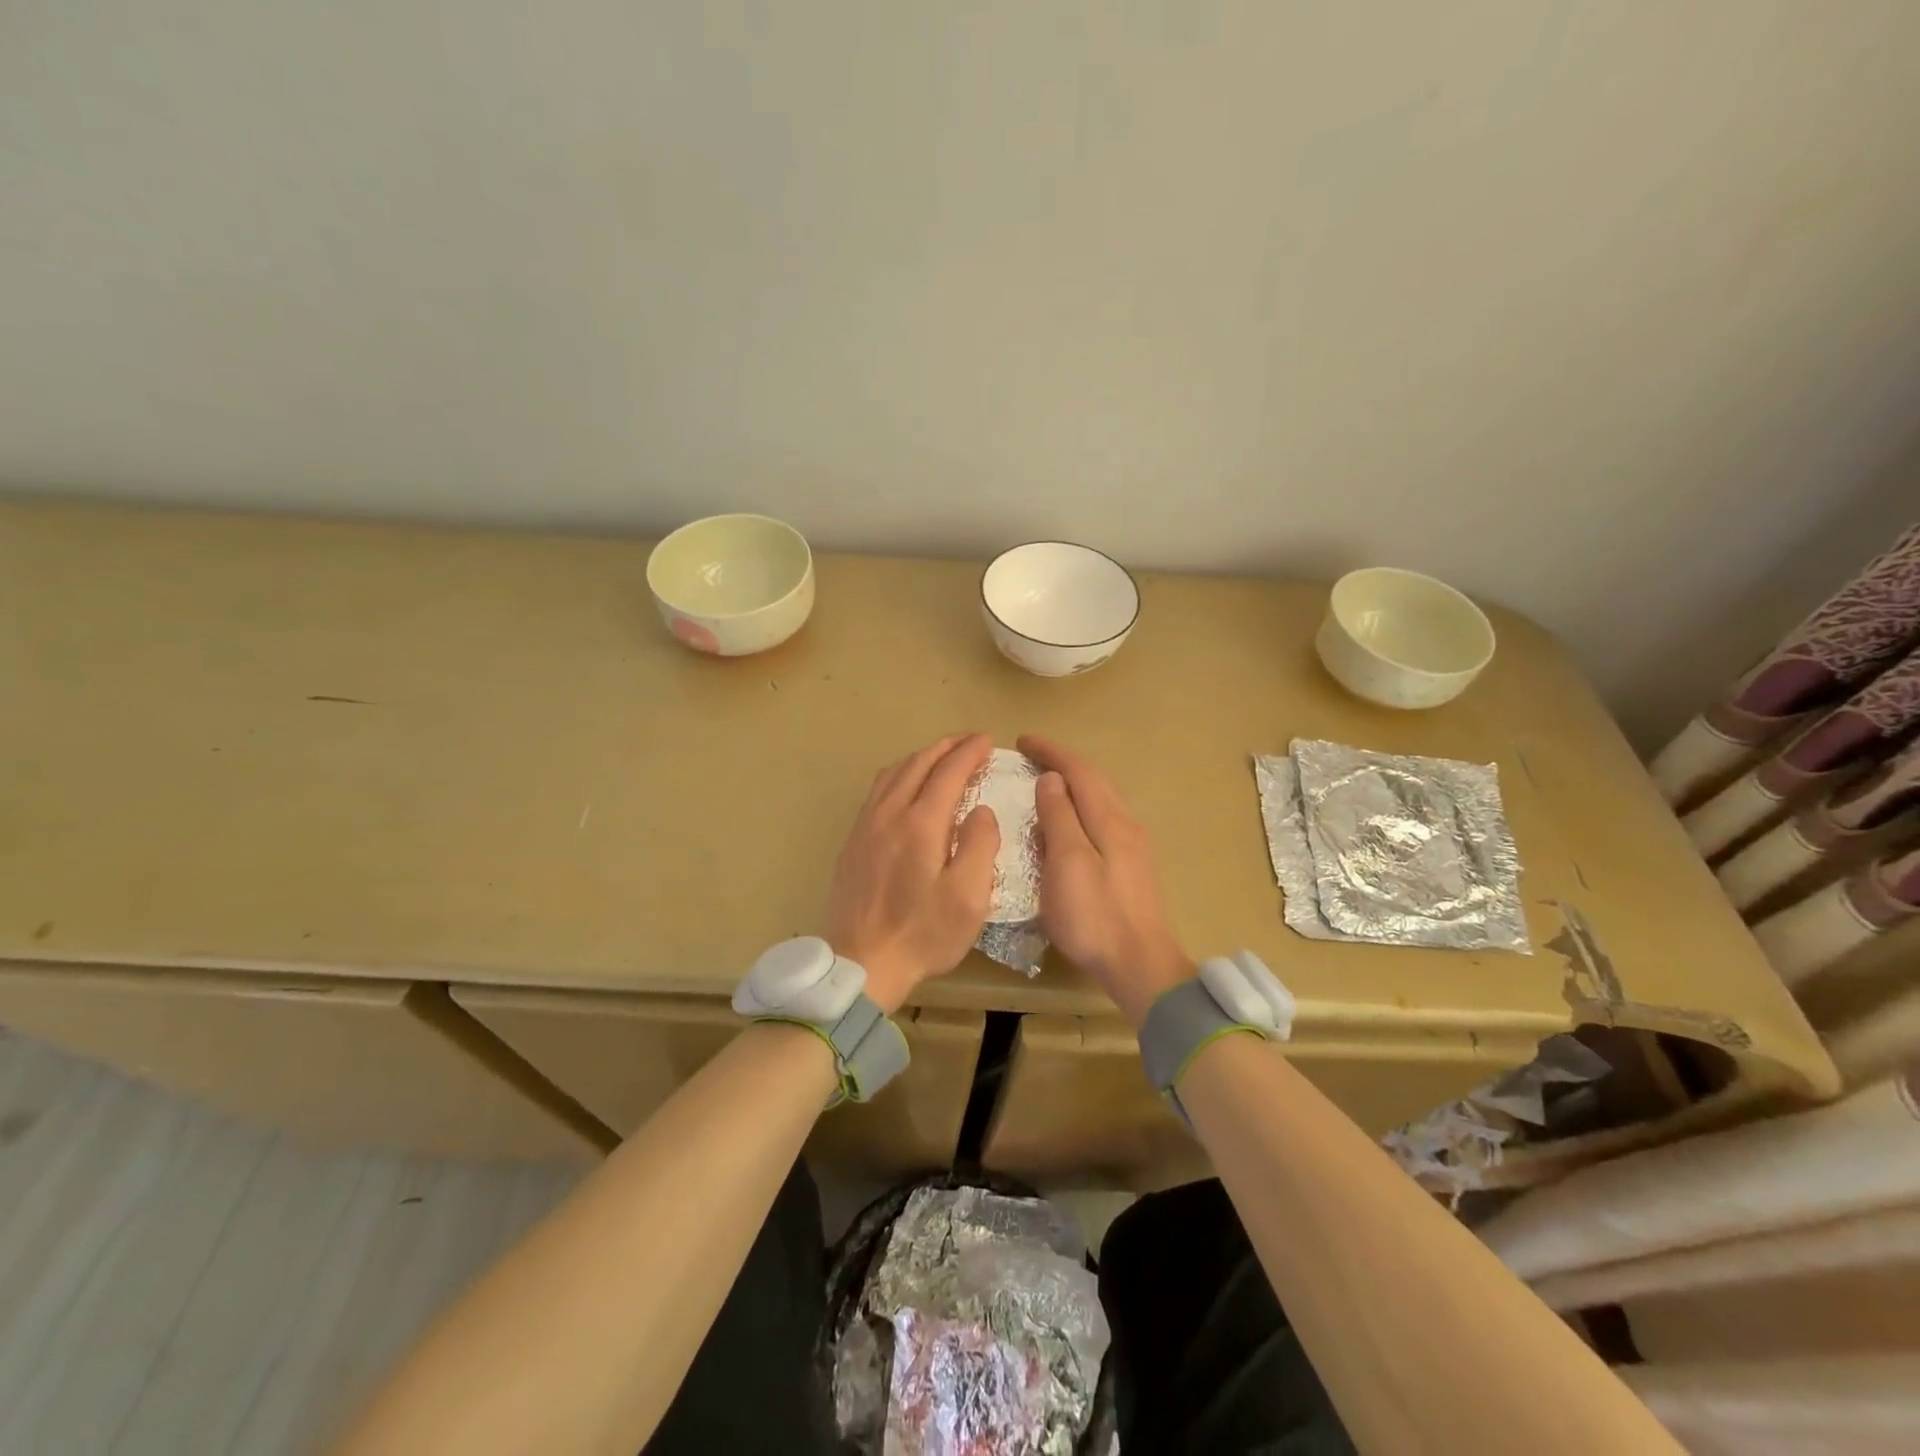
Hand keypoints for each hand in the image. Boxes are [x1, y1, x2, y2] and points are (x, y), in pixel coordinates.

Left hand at [824, 733, 999, 1013]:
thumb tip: (981, 810)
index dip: (970, 752)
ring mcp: (866, 826)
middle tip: (970, 741)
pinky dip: (899, 774)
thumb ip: (980, 845)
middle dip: (947, 747)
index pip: (948, 772)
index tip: (989, 740)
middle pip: (918, 764)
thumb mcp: (969, 897)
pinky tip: (906, 784)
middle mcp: (889, 813)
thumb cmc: (923, 934)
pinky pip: (877, 790)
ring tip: (941, 755)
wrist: (861, 963)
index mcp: (921, 824)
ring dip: (921, 757)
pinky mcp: (853, 841)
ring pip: (893, 773)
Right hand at [1019, 734, 1192, 1027]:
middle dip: (1062, 763)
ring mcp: (1131, 846)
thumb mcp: (1067, 863)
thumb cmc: (1095, 914)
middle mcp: (1125, 824)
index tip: (1021, 741)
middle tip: (1030, 758)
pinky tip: (1065, 825)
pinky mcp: (1130, 866)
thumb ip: (1059, 817)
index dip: (1051, 751)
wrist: (1139, 964)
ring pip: (1100, 800)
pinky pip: (1101, 820)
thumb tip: (1052, 779)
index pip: (1079, 770)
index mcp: (1109, 819)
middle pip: (1094, 781)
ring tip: (1043, 785)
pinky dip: (1079, 808)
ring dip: (1072, 785)